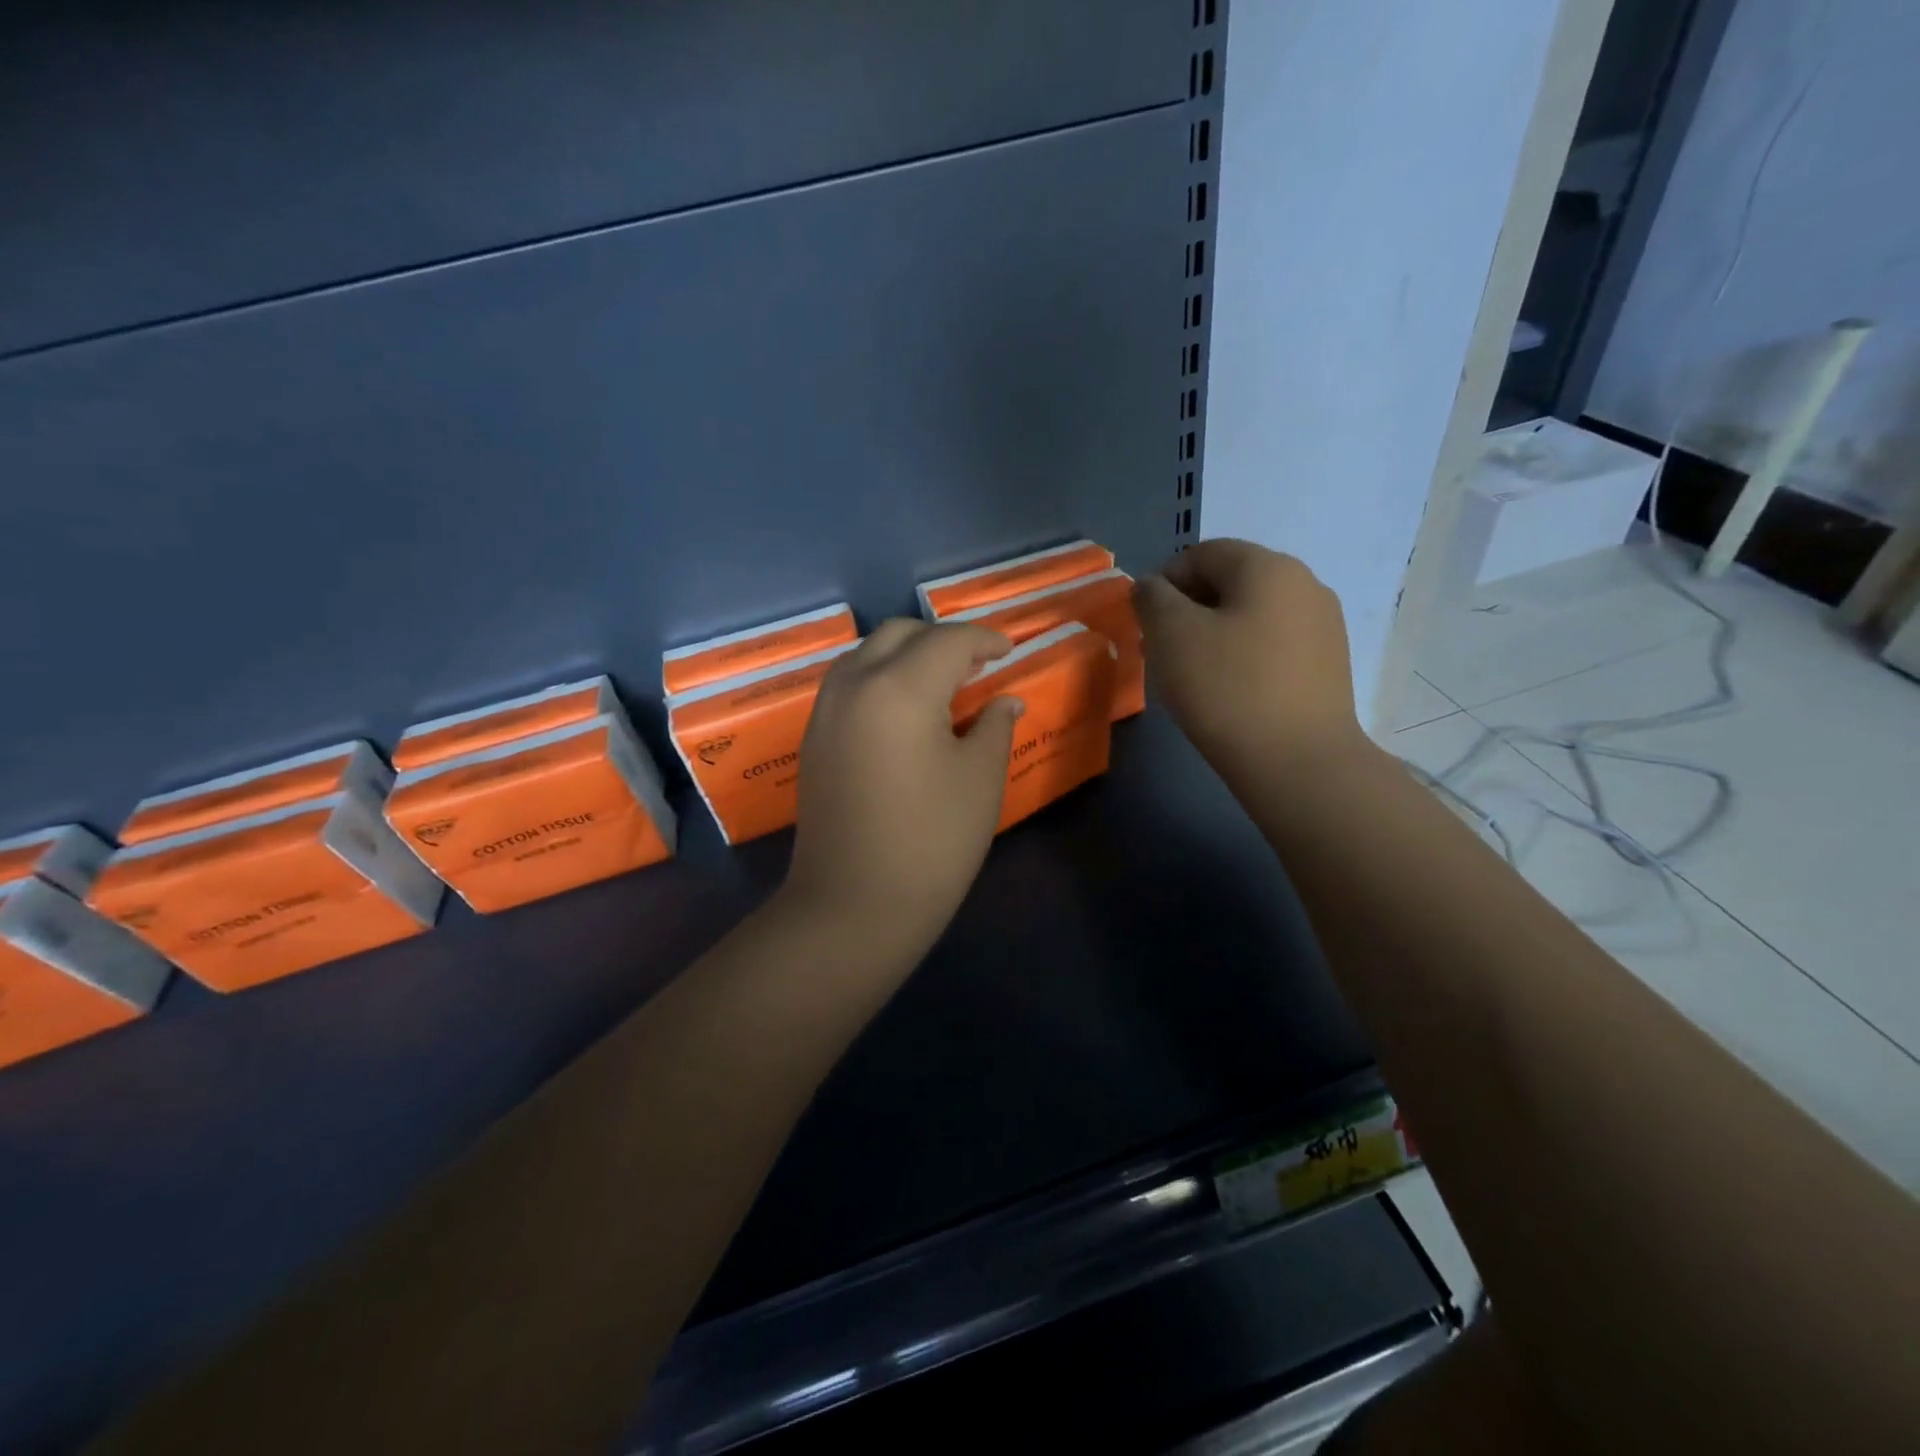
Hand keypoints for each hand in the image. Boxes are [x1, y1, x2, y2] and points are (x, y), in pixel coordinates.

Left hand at [780, 619, 1021, 964]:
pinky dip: (880, 677)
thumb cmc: (931, 842)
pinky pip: (849, 683)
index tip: (1008, 651)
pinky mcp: (814, 736)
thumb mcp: (980, 779)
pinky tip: (904, 710)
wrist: (854, 904)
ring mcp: (826, 710)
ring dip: (906, 654)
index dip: (984, 640)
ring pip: (867, 653)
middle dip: (941, 639)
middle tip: (976, 666)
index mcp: (900, 688)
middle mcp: (855, 684)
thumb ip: (994, 724)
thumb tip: (1004, 699)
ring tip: (941, 684)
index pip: (948, 641)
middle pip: (900, 634)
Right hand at [1133, 540, 1364, 781]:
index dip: (1163, 583)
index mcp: (1267, 566)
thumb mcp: (1171, 635)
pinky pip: (1274, 644)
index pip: (1201, 554)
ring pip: (1251, 615)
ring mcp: (1324, 625)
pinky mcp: (1330, 664)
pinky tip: (1230, 692)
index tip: (1145, 626)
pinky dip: (1244, 656)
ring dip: (1214, 634)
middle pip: (1229, 582)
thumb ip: (1152, 598)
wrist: (1299, 763)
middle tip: (1161, 652)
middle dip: (1187, 610)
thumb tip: (1153, 587)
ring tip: (1193, 676)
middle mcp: (1304, 583)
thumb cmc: (1227, 689)